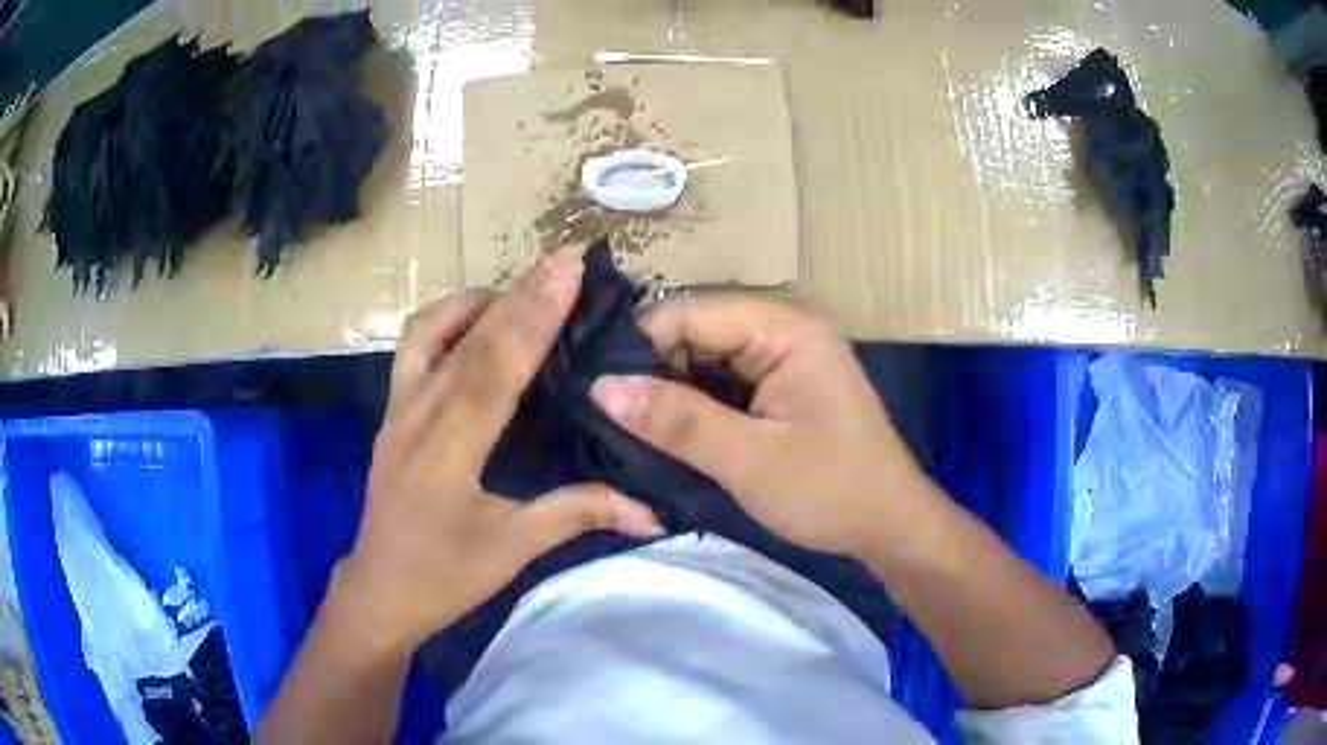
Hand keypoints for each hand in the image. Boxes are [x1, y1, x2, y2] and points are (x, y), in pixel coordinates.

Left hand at [337, 252, 661, 652]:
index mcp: (448, 450)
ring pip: (429, 330)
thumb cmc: (445, 575)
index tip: (567, 270)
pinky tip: (476, 322)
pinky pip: (414, 346)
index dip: (532, 315)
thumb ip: (578, 514)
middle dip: (519, 293)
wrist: (380, 589)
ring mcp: (397, 408)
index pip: (493, 367)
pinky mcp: (390, 411)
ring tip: (523, 291)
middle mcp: (417, 415)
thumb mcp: (512, 549)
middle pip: (468, 339)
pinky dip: (447, 320)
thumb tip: (653, 512)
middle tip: (565, 258)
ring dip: (478, 300)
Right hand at [591, 296, 932, 558]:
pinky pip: (722, 383)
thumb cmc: (831, 491)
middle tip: (602, 409)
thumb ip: (677, 421)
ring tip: (620, 420)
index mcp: (786, 329)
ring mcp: (783, 358)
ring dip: (669, 390)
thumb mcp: (750, 460)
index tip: (595, 385)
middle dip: (652, 369)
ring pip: (705, 360)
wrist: (889, 525)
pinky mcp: (779, 387)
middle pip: (697, 332)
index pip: (692, 312)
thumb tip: (602, 387)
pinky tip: (662, 428)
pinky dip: (693, 405)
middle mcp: (783, 329)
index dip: (640, 344)